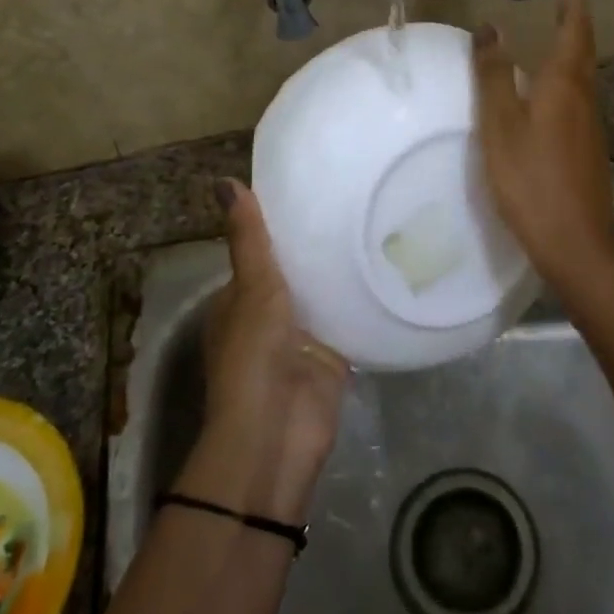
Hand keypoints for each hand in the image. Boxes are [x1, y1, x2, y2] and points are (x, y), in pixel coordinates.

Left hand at [179, 179, 350, 525]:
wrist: (277, 432)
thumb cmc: (254, 354)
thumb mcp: (252, 288)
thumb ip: (249, 239)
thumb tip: (223, 181)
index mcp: (238, 302)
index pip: (262, 254)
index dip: (282, 227)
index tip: (314, 193)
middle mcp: (269, 319)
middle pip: (296, 275)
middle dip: (319, 249)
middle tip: (357, 203)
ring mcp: (302, 340)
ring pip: (324, 298)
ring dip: (342, 276)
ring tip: (378, 227)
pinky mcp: (333, 359)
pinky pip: (350, 323)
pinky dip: (364, 304)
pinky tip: (390, 271)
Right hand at [471, 0, 613, 288]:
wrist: (575, 242)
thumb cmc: (531, 178)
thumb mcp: (500, 125)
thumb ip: (494, 76)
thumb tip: (490, 27)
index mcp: (564, 86)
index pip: (574, 34)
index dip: (574, 10)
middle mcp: (584, 101)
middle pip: (583, 56)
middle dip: (575, 30)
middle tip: (564, 9)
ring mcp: (590, 129)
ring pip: (582, 82)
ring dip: (571, 58)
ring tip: (553, 48)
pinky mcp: (588, 153)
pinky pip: (577, 106)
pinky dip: (565, 88)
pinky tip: (549, 104)